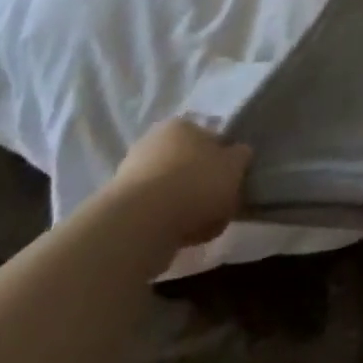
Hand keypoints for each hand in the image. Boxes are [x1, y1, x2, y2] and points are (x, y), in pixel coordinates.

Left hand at [108, 118, 250, 246]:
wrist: (141, 225)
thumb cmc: (195, 183)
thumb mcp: (235, 165)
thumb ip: (241, 157)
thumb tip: (239, 154)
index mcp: (181, 125)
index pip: (210, 136)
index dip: (225, 158)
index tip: (234, 179)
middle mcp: (153, 142)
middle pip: (190, 164)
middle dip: (205, 184)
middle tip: (221, 204)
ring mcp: (132, 175)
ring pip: (174, 191)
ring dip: (188, 207)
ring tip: (204, 227)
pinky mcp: (121, 208)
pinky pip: (157, 214)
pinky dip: (170, 224)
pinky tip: (183, 238)